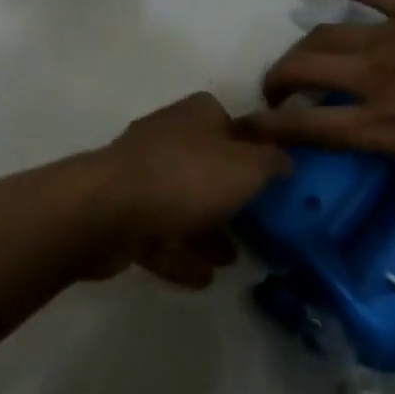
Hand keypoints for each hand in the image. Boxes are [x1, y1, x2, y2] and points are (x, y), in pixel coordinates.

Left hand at [86, 92, 291, 288]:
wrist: (108, 211)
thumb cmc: (186, 178)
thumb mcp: (245, 168)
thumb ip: (271, 163)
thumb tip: (286, 159)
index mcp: (198, 115)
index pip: (233, 124)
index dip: (253, 151)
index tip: (272, 182)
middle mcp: (170, 136)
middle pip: (208, 165)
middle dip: (231, 197)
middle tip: (257, 227)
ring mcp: (143, 174)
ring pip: (184, 202)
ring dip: (207, 230)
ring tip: (233, 260)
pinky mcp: (124, 212)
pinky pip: (160, 233)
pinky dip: (181, 253)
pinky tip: (203, 278)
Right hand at [244, 0, 394, 296]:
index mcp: (383, 126)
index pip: (311, 127)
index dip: (270, 127)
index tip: (245, 129)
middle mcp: (373, 79)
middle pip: (305, 68)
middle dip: (279, 79)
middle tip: (277, 91)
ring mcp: (390, 37)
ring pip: (327, 34)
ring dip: (304, 46)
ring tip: (299, 58)